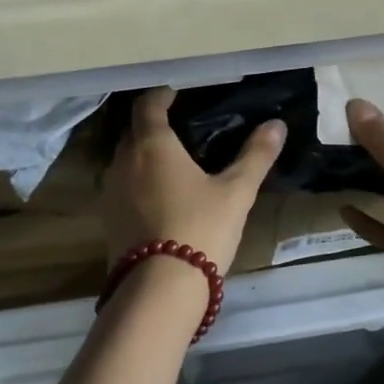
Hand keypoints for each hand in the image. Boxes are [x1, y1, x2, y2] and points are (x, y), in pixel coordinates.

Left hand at [102, 87, 285, 275]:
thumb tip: (277, 125)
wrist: (158, 290)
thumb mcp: (236, 192)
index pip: (148, 104)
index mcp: (152, 144)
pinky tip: (160, 197)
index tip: (177, 94)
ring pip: (125, 160)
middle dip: (153, 126)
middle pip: (134, 131)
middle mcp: (123, 160)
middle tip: (182, 129)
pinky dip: (138, 182)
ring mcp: (110, 191)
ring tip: (173, 163)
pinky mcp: (107, 219)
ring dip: (143, 156)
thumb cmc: (200, 228)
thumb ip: (255, 156)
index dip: (161, 95)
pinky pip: (122, 186)